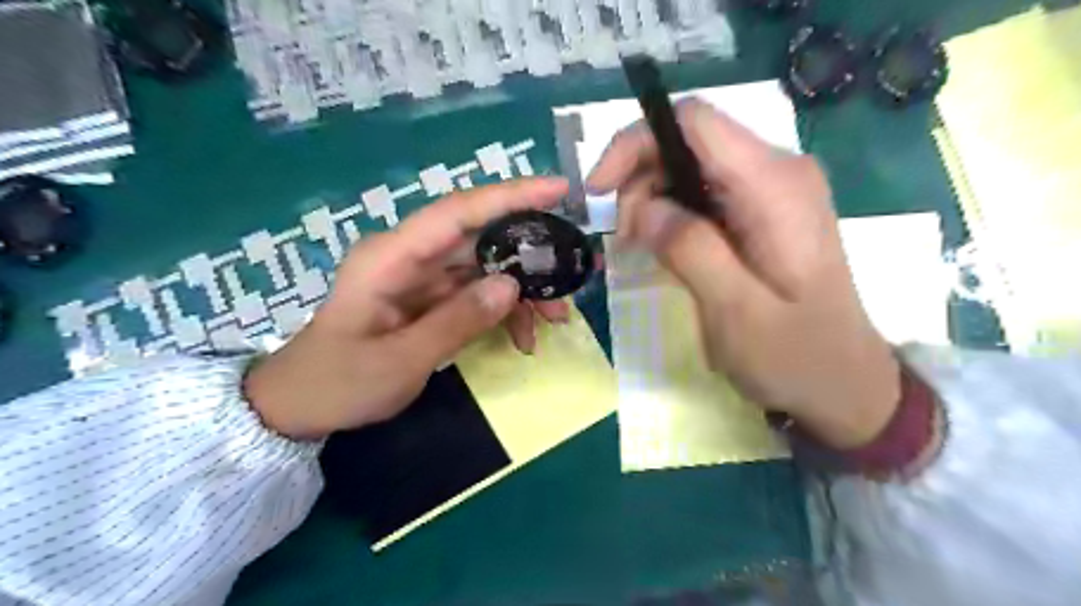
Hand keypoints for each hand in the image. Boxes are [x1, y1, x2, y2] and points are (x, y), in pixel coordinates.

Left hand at [242, 178, 568, 438]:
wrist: (301, 406)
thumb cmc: (340, 383)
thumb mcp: (402, 361)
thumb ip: (457, 321)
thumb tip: (511, 285)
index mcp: (391, 258)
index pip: (456, 213)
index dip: (508, 196)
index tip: (557, 190)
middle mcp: (408, 257)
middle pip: (479, 240)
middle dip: (528, 257)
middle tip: (570, 279)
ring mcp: (419, 278)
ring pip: (483, 268)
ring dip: (521, 291)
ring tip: (553, 320)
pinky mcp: (427, 298)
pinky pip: (474, 294)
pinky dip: (501, 311)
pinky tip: (522, 337)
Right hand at [588, 100, 901, 449]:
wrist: (847, 384)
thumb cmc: (797, 356)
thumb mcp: (737, 311)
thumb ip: (690, 250)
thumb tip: (644, 207)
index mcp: (775, 185)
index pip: (694, 122)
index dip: (636, 141)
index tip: (599, 190)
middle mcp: (778, 171)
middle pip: (689, 142)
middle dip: (641, 180)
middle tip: (626, 239)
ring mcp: (775, 189)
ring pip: (692, 166)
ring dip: (653, 199)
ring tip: (642, 249)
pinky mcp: (766, 211)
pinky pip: (706, 192)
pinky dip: (673, 212)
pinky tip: (666, 248)